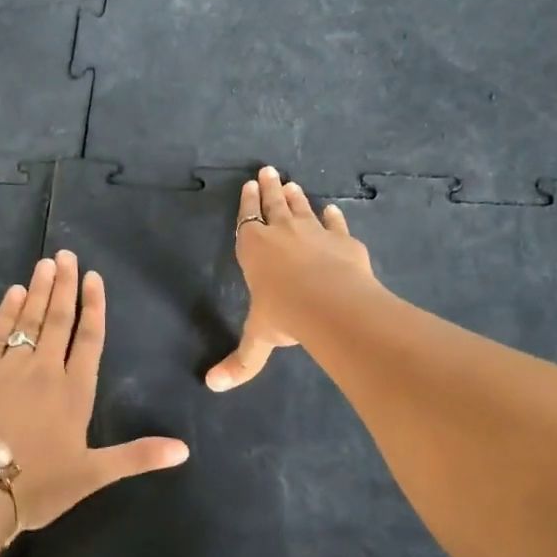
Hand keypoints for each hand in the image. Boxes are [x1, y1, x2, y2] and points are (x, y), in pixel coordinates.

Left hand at [0, 249, 189, 531]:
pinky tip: (14, 292)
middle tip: (67, 255)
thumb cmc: (39, 484)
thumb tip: (185, 450)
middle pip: (59, 319)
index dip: (94, 306)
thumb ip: (138, 456)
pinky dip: (7, 310)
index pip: (89, 338)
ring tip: (46, 262)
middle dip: (65, 285)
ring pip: (30, 319)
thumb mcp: (93, 474)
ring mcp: (10, 368)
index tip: (94, 277)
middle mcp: (45, 371)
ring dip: (40, 290)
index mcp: (75, 392)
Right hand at [206, 165, 376, 391]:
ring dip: (296, 196)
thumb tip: (212, 386)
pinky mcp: (343, 240)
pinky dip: (333, 217)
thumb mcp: (259, 339)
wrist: (330, 303)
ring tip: (292, 183)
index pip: (248, 221)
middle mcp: (282, 234)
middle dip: (270, 188)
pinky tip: (333, 210)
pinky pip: (335, 223)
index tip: (249, 184)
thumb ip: (241, 361)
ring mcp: (315, 233)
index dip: (248, 203)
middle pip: (274, 205)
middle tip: (268, 170)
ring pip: (302, 208)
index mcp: (254, 250)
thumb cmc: (284, 314)